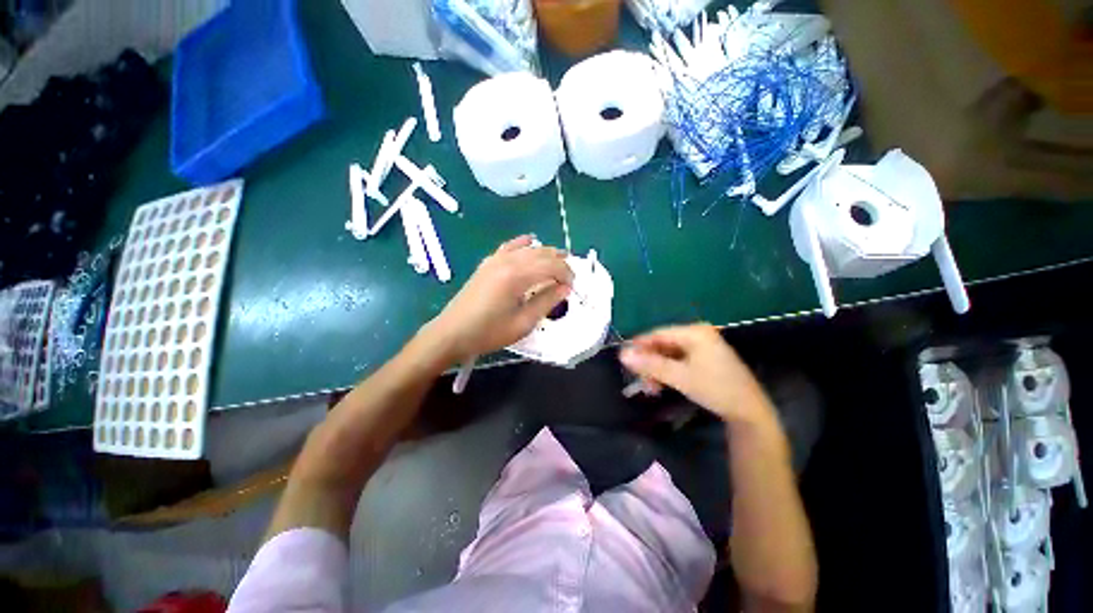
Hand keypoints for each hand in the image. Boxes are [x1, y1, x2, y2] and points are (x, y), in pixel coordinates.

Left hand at [423, 235, 573, 364]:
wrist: (452, 333)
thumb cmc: (489, 332)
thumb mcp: (523, 322)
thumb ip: (546, 302)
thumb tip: (565, 288)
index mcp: (517, 276)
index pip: (551, 266)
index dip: (567, 274)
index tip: (573, 286)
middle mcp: (507, 261)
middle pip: (541, 253)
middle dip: (559, 263)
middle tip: (568, 278)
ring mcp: (495, 259)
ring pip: (528, 248)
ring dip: (545, 253)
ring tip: (558, 263)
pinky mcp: (488, 263)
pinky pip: (510, 246)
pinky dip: (523, 244)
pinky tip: (530, 242)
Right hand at [620, 324, 773, 424]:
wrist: (750, 412)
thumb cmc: (715, 389)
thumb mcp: (679, 377)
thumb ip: (650, 364)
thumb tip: (622, 354)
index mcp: (694, 332)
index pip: (658, 334)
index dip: (639, 345)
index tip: (624, 358)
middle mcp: (699, 334)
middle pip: (663, 344)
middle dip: (650, 362)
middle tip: (639, 380)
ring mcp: (704, 346)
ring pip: (670, 354)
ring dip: (658, 370)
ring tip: (651, 388)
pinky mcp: (706, 359)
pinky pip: (680, 360)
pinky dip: (669, 372)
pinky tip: (662, 385)